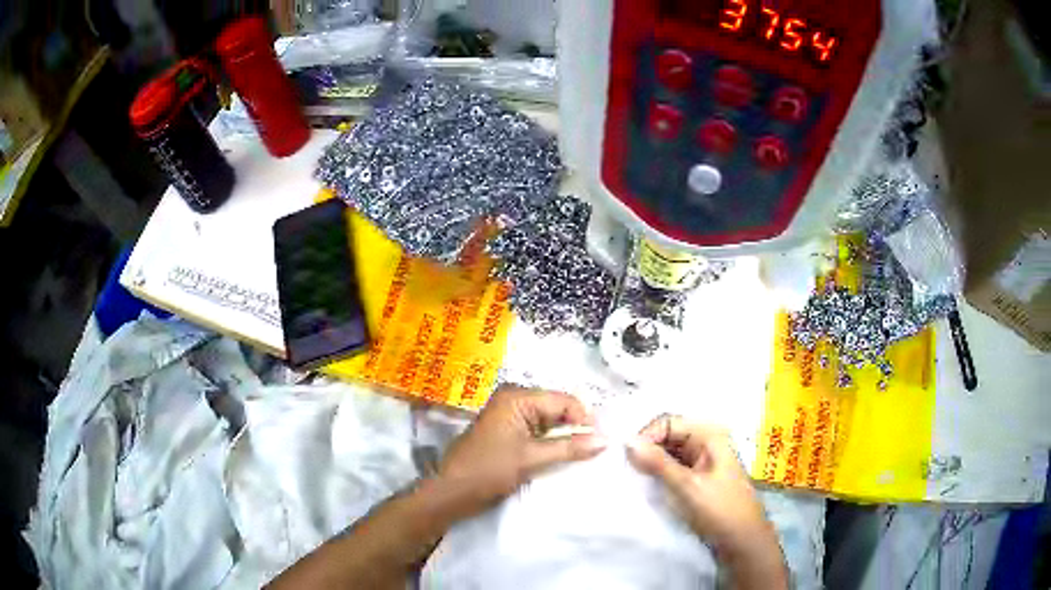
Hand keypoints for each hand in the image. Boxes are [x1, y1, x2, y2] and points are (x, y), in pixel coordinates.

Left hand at [436, 386, 606, 514]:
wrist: (452, 491)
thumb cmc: (488, 470)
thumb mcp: (531, 459)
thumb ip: (569, 448)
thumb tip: (606, 440)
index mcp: (517, 397)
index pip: (564, 400)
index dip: (585, 418)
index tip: (602, 441)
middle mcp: (515, 399)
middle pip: (558, 408)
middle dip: (577, 427)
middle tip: (597, 447)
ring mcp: (511, 415)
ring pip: (550, 421)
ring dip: (566, 436)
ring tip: (586, 452)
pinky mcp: (510, 431)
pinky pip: (539, 431)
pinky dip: (553, 442)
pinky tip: (566, 455)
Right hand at [626, 415, 785, 585]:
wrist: (743, 541)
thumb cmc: (720, 510)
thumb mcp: (686, 486)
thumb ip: (657, 463)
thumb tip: (626, 441)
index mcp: (709, 435)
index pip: (667, 422)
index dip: (646, 436)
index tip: (627, 459)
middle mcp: (706, 442)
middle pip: (667, 435)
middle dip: (647, 449)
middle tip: (627, 471)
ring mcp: (702, 461)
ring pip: (668, 453)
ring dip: (651, 463)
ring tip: (634, 479)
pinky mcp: (698, 478)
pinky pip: (673, 468)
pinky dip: (659, 474)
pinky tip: (648, 487)